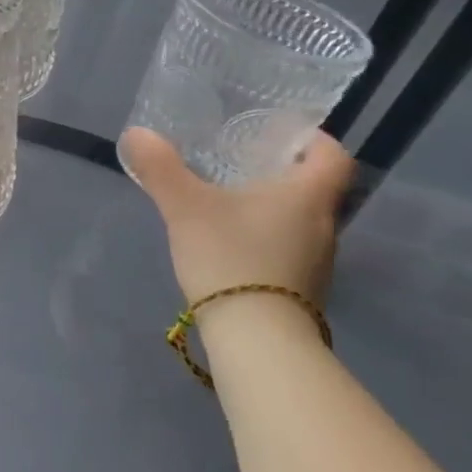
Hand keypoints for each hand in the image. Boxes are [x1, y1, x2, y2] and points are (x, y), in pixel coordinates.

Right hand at [120, 128, 353, 318]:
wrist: (257, 338)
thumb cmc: (231, 257)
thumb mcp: (184, 206)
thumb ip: (160, 168)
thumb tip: (137, 133)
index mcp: (307, 196)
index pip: (333, 156)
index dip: (312, 140)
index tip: (279, 135)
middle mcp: (324, 225)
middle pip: (316, 188)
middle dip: (282, 172)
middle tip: (241, 162)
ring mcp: (318, 262)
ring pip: (302, 220)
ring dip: (274, 207)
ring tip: (230, 201)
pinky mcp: (303, 289)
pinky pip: (290, 248)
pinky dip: (268, 238)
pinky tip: (232, 242)